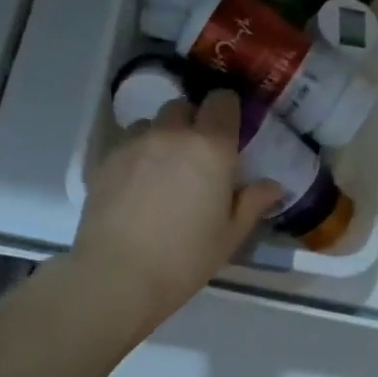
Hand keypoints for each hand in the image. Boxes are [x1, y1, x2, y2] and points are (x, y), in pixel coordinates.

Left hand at [73, 92, 284, 328]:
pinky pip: (127, 144)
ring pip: (152, 124)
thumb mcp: (230, 235)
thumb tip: (272, 185)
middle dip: (193, 122)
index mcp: (211, 147)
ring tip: (164, 170)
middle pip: (183, 107)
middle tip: (198, 156)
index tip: (230, 130)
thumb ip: (253, 202)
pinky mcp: (104, 160)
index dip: (227, 110)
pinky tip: (137, 187)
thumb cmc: (185, 257)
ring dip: (162, 137)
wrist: (118, 274)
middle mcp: (171, 134)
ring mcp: (133, 144)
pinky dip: (137, 155)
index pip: (222, 101)